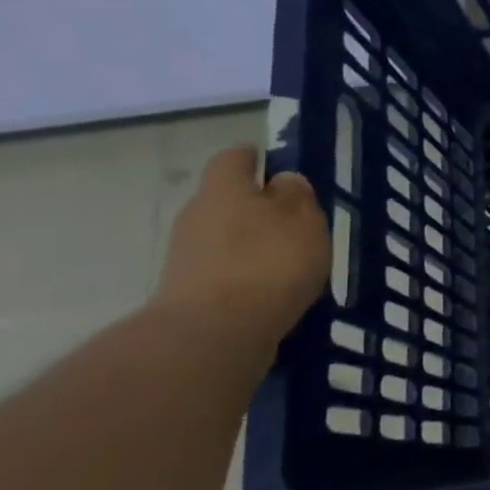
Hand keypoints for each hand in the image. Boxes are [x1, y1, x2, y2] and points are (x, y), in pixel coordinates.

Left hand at [152, 146, 329, 346]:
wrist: (215, 331)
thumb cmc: (269, 262)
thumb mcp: (304, 221)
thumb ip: (296, 195)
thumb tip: (283, 181)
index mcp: (224, 189)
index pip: (234, 158)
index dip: (255, 158)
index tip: (276, 166)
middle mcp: (196, 213)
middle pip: (226, 199)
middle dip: (256, 206)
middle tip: (293, 222)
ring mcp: (185, 253)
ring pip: (223, 235)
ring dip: (250, 242)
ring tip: (287, 262)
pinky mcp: (187, 289)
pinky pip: (222, 269)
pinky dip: (243, 273)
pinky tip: (269, 289)